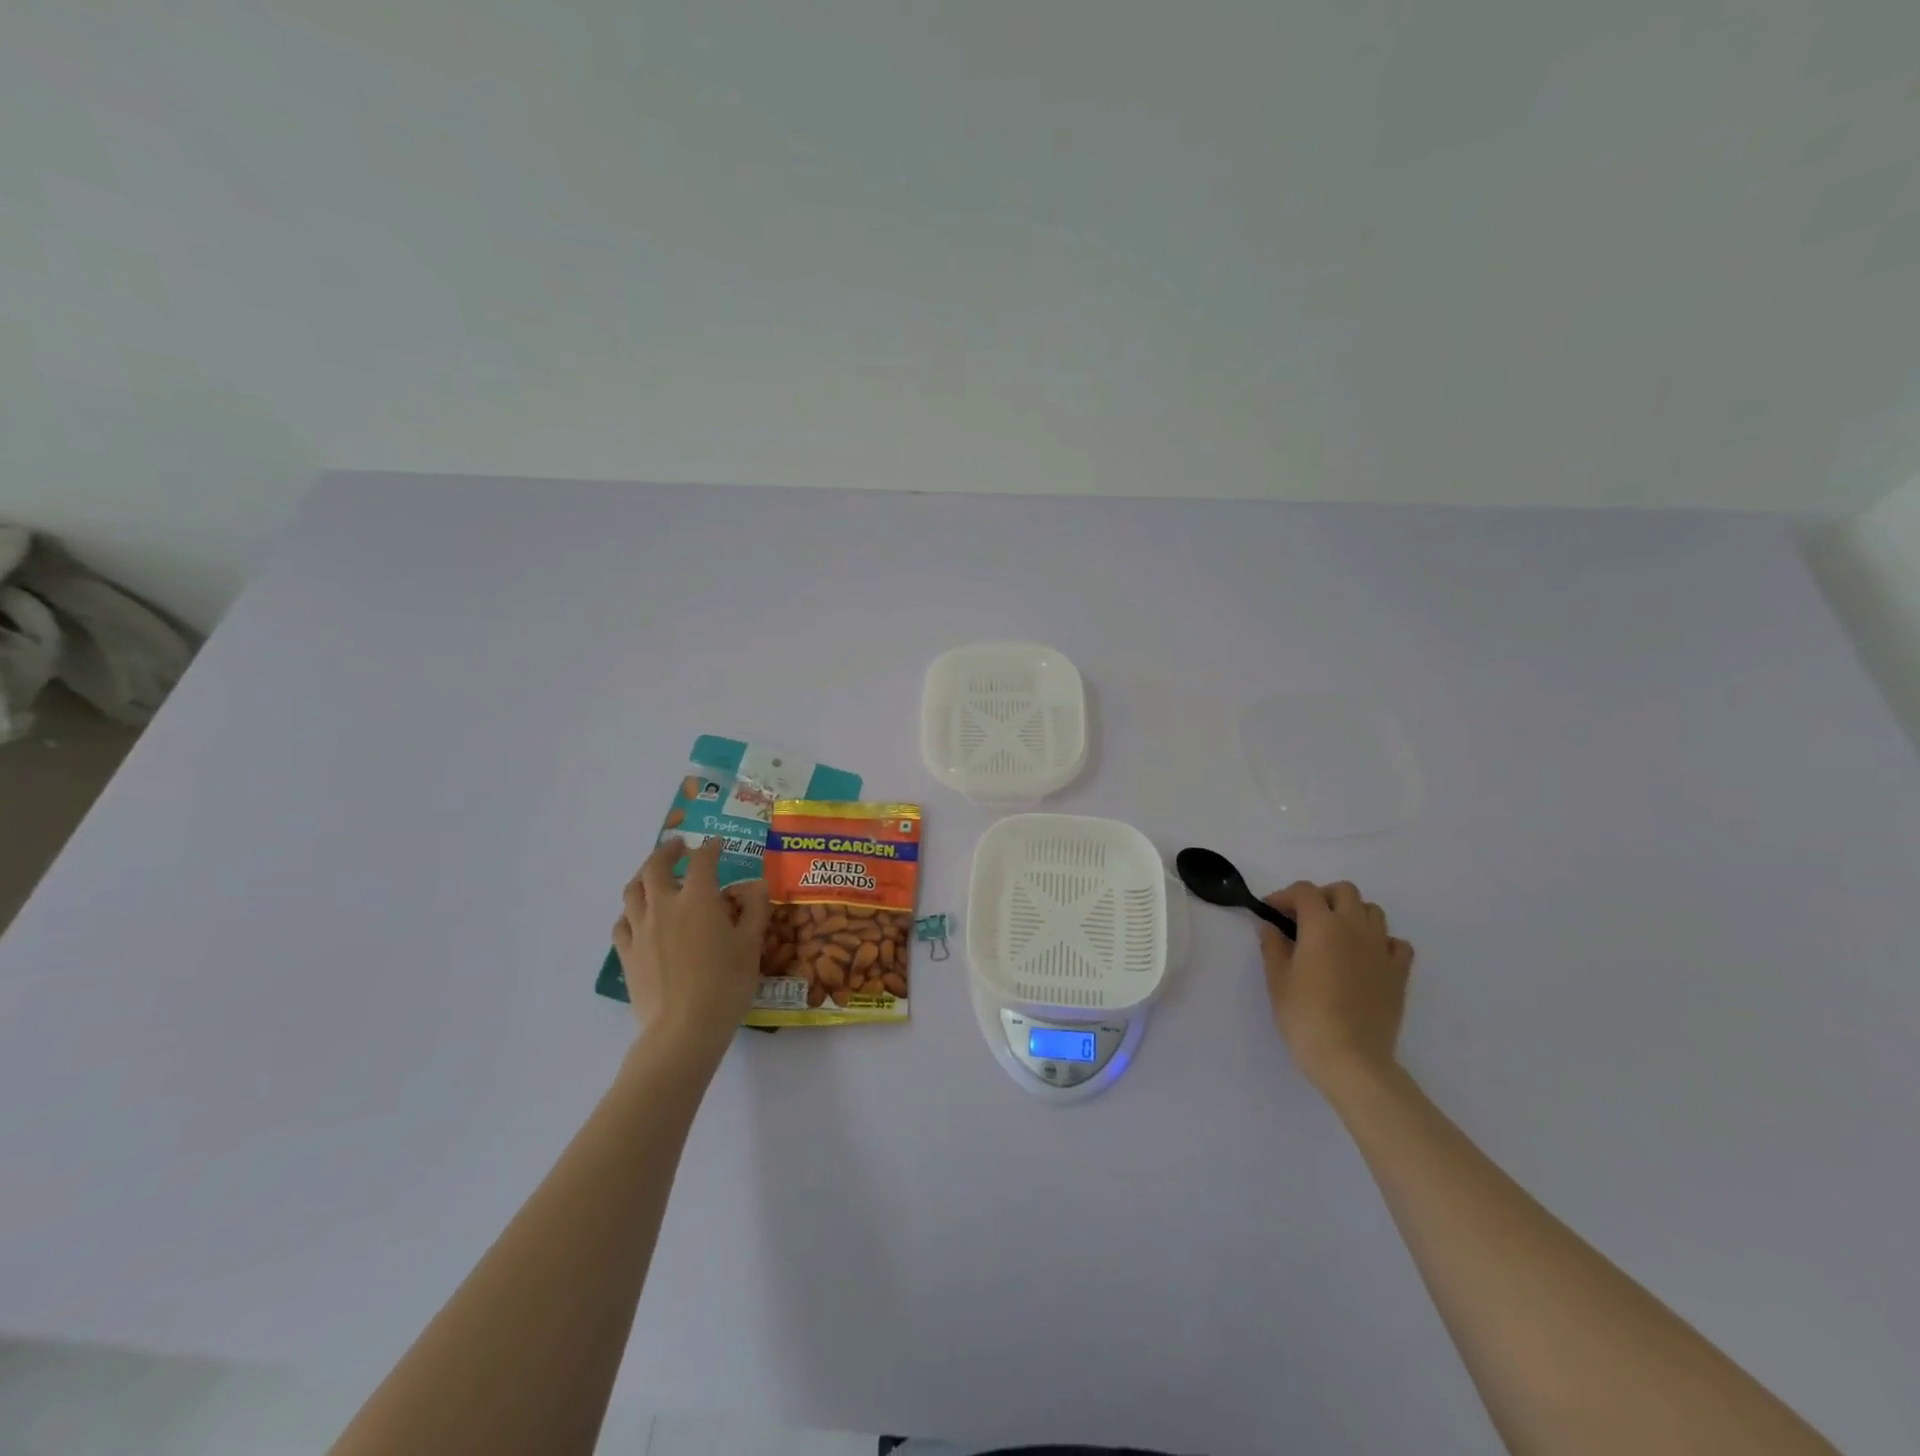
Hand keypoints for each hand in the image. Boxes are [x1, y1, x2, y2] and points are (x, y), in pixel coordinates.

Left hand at [613, 837, 769, 1065]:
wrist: (684, 1029)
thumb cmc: (726, 984)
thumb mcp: (752, 944)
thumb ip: (755, 909)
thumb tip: (756, 885)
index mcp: (698, 899)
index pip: (702, 861)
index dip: (710, 848)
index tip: (717, 844)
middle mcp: (664, 906)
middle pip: (656, 867)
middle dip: (668, 851)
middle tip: (679, 846)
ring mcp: (640, 930)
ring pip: (633, 890)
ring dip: (644, 875)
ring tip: (654, 875)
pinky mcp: (627, 954)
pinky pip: (622, 922)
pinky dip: (631, 910)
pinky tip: (638, 916)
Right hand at [1259, 880, 1413, 1098]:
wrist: (1351, 1059)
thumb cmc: (1305, 1017)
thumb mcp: (1277, 980)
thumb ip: (1273, 947)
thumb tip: (1270, 927)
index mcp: (1322, 926)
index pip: (1304, 891)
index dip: (1284, 896)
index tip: (1270, 912)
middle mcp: (1355, 928)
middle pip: (1344, 891)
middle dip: (1321, 897)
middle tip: (1303, 919)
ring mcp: (1381, 949)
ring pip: (1372, 911)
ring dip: (1351, 914)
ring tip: (1334, 935)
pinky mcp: (1399, 973)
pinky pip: (1396, 942)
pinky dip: (1380, 941)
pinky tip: (1366, 956)